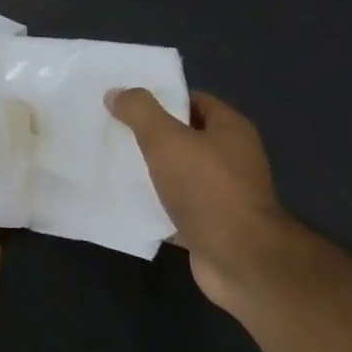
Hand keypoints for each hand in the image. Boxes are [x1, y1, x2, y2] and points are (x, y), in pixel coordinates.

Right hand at [106, 88, 288, 303]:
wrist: (239, 259)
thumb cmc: (207, 189)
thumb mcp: (166, 140)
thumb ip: (140, 112)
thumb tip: (116, 92)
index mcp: (230, 130)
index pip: (194, 101)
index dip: (161, 99)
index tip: (126, 104)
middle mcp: (232, 158)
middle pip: (184, 137)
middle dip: (149, 135)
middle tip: (112, 132)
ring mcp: (222, 194)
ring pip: (178, 173)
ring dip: (149, 171)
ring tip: (112, 165)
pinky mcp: (210, 225)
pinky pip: (176, 207)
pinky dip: (154, 205)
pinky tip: (125, 202)